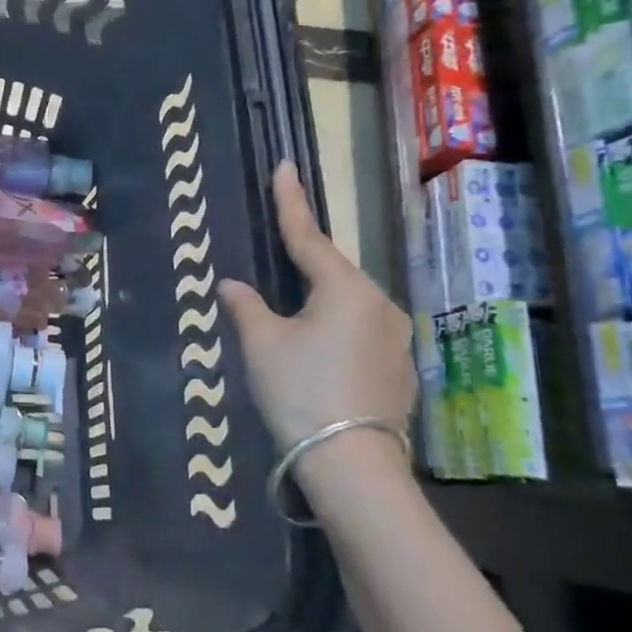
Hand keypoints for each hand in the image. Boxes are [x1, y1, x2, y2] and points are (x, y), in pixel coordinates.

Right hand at [219, 161, 416, 453]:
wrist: (352, 464)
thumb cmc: (299, 390)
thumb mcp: (261, 344)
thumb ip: (246, 306)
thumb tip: (231, 284)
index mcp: (345, 289)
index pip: (309, 237)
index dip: (291, 202)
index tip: (285, 166)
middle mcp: (379, 305)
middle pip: (333, 273)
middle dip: (305, 263)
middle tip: (279, 255)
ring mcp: (395, 339)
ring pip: (348, 306)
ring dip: (319, 303)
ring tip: (292, 320)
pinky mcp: (399, 371)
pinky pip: (360, 334)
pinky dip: (335, 333)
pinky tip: (317, 356)